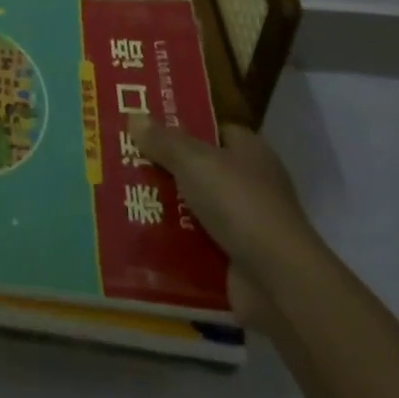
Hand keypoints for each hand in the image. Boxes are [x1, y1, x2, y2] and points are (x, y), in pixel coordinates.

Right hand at [127, 115, 313, 329]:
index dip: (180, 125)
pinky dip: (173, 243)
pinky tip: (140, 236)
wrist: (279, 282)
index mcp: (248, 150)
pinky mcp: (236, 260)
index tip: (144, 125)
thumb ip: (164, 140)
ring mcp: (244, 224)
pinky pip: (195, 243)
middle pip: (198, 168)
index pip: (211, 129)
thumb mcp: (195, 162)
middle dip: (164, 167)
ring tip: (120, 197)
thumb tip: (134, 115)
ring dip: (164, 207)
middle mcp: (249, 182)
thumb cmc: (240, 204)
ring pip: (194, 207)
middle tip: (122, 160)